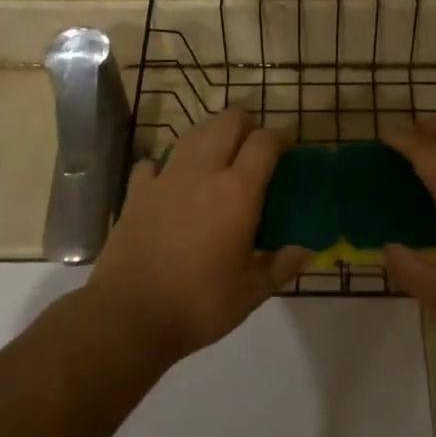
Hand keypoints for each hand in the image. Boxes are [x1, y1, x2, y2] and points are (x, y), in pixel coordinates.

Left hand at [88, 110, 306, 361]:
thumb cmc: (199, 304)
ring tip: (218, 158)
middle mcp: (203, 172)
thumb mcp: (251, 292)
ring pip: (193, 133)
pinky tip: (171, 182)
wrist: (130, 315)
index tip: (287, 150)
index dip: (280, 138)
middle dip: (246, 125)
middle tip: (254, 149)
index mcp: (237, 191)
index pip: (264, 142)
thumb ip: (281, 265)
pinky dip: (167, 165)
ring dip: (211, 135)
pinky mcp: (136, 191)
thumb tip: (305, 251)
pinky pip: (154, 162)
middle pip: (227, 122)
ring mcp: (165, 177)